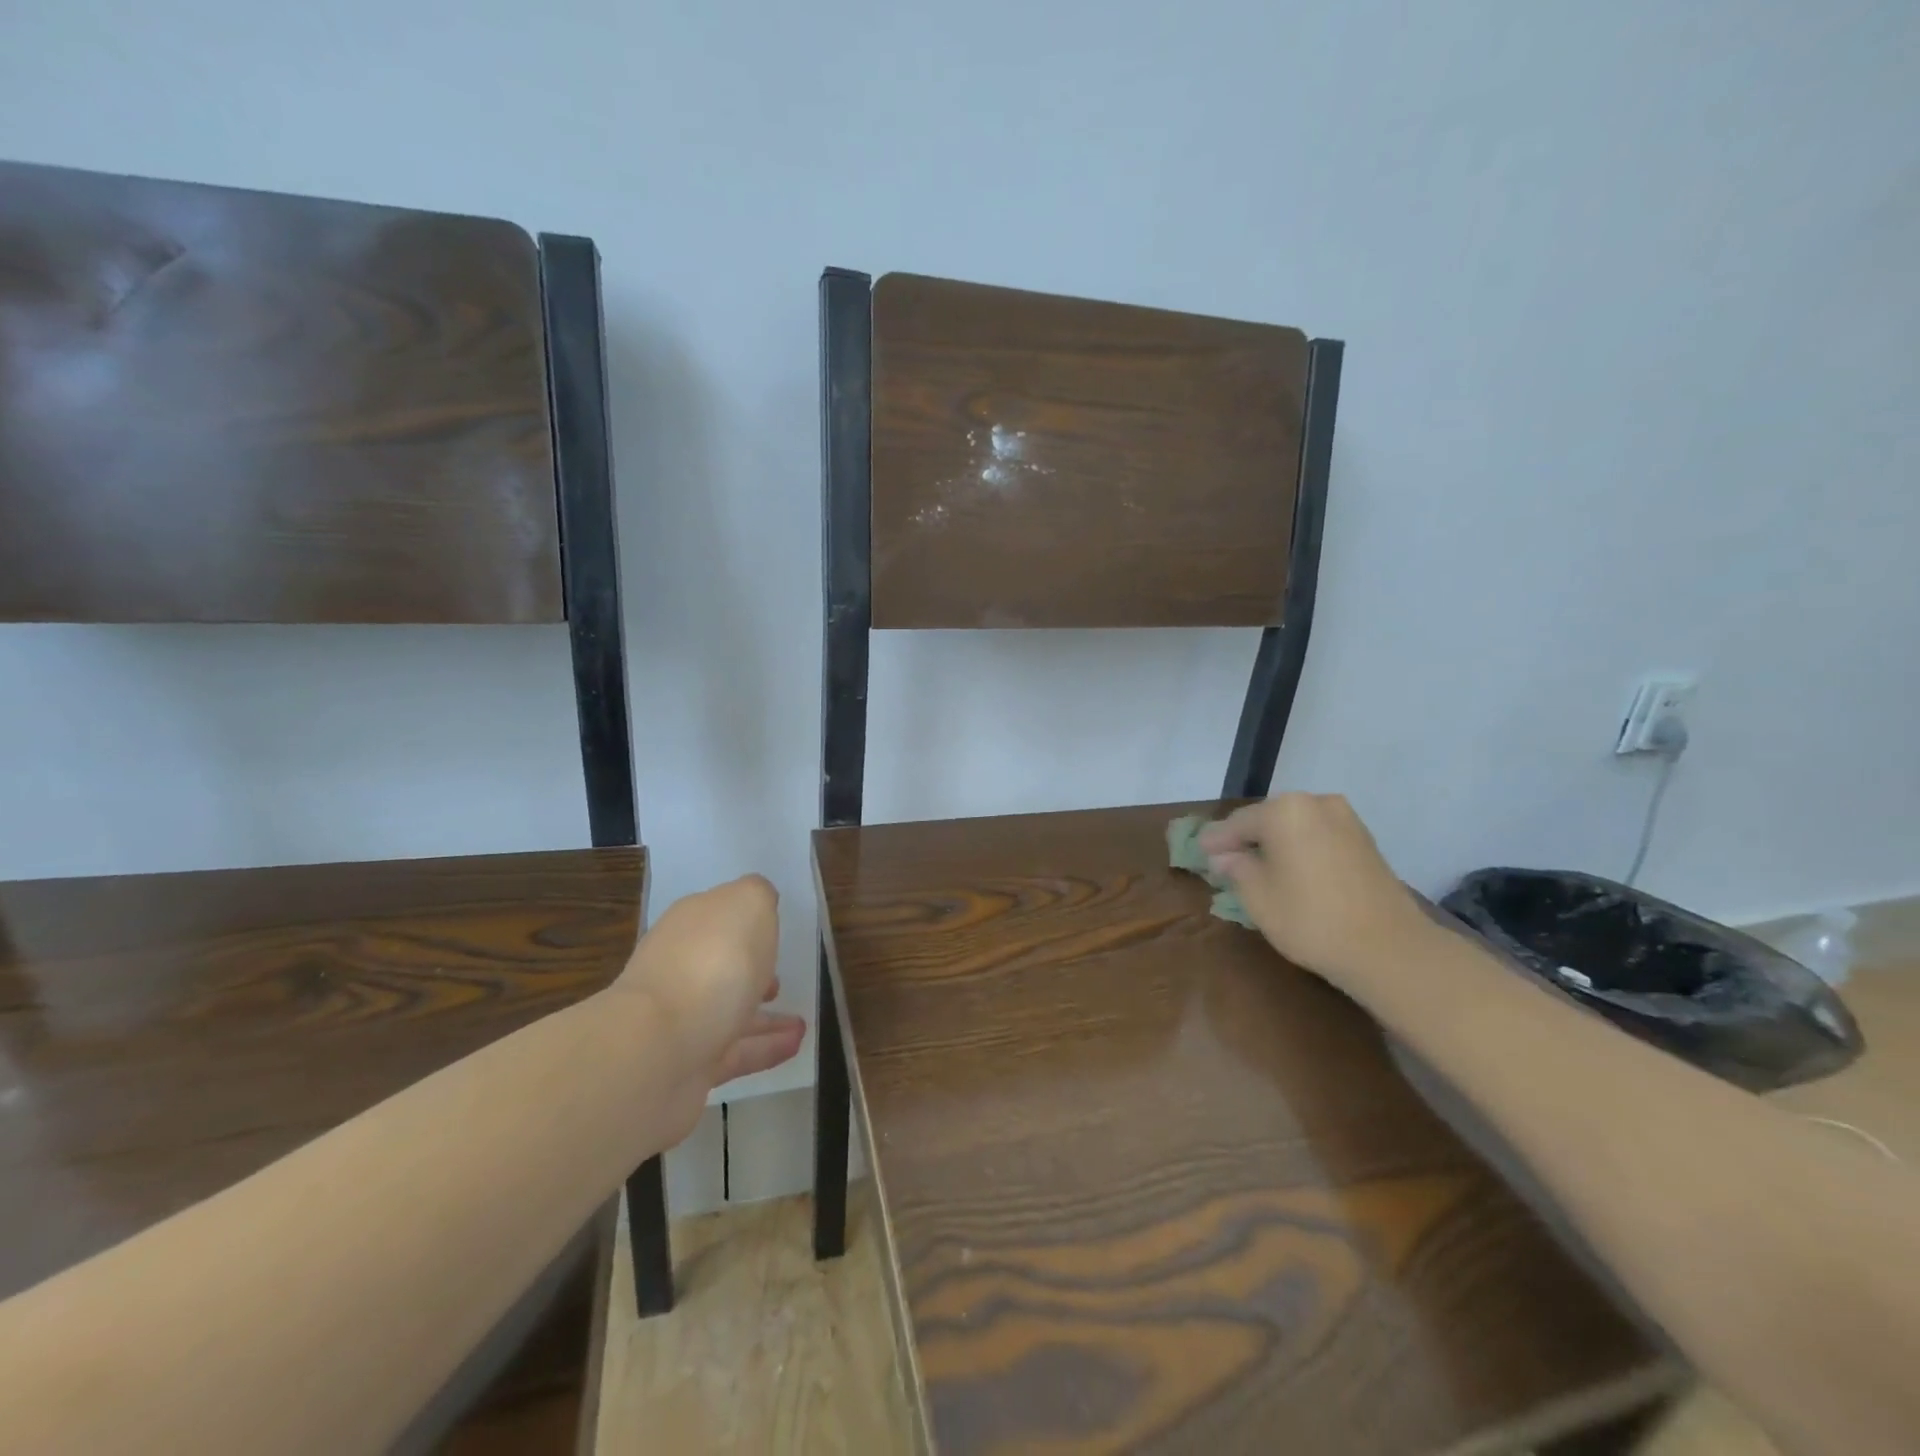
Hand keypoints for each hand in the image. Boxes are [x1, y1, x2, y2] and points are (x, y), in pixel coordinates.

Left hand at [612, 875, 806, 1142]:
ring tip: (802, 1021)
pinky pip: (735, 1052)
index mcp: (690, 924)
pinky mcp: (687, 1065)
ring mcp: (679, 1019)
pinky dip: (765, 1048)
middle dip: (748, 972)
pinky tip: (795, 1045)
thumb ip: (758, 895)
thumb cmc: (713, 962)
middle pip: (718, 964)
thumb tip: (759, 902)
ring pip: (728, 1011)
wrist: (658, 1049)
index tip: (775, 932)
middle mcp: (679, 967)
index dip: (746, 922)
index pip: (718, 915)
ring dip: (765, 1016)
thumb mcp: (748, 903)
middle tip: (780, 981)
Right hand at [1198, 793, 1427, 981]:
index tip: (1199, 852)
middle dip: (1247, 838)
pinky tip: (1292, 871)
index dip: (1216, 840)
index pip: (1238, 822)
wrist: (1389, 948)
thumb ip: (1235, 867)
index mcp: (1284, 810)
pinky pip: (1319, 837)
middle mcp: (1316, 803)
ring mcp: (1346, 820)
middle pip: (1268, 819)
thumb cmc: (1310, 918)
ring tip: (1258, 867)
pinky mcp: (1365, 841)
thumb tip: (1224, 855)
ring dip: (1275, 843)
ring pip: (1296, 827)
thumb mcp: (1257, 896)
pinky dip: (1301, 849)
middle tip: (1226, 859)